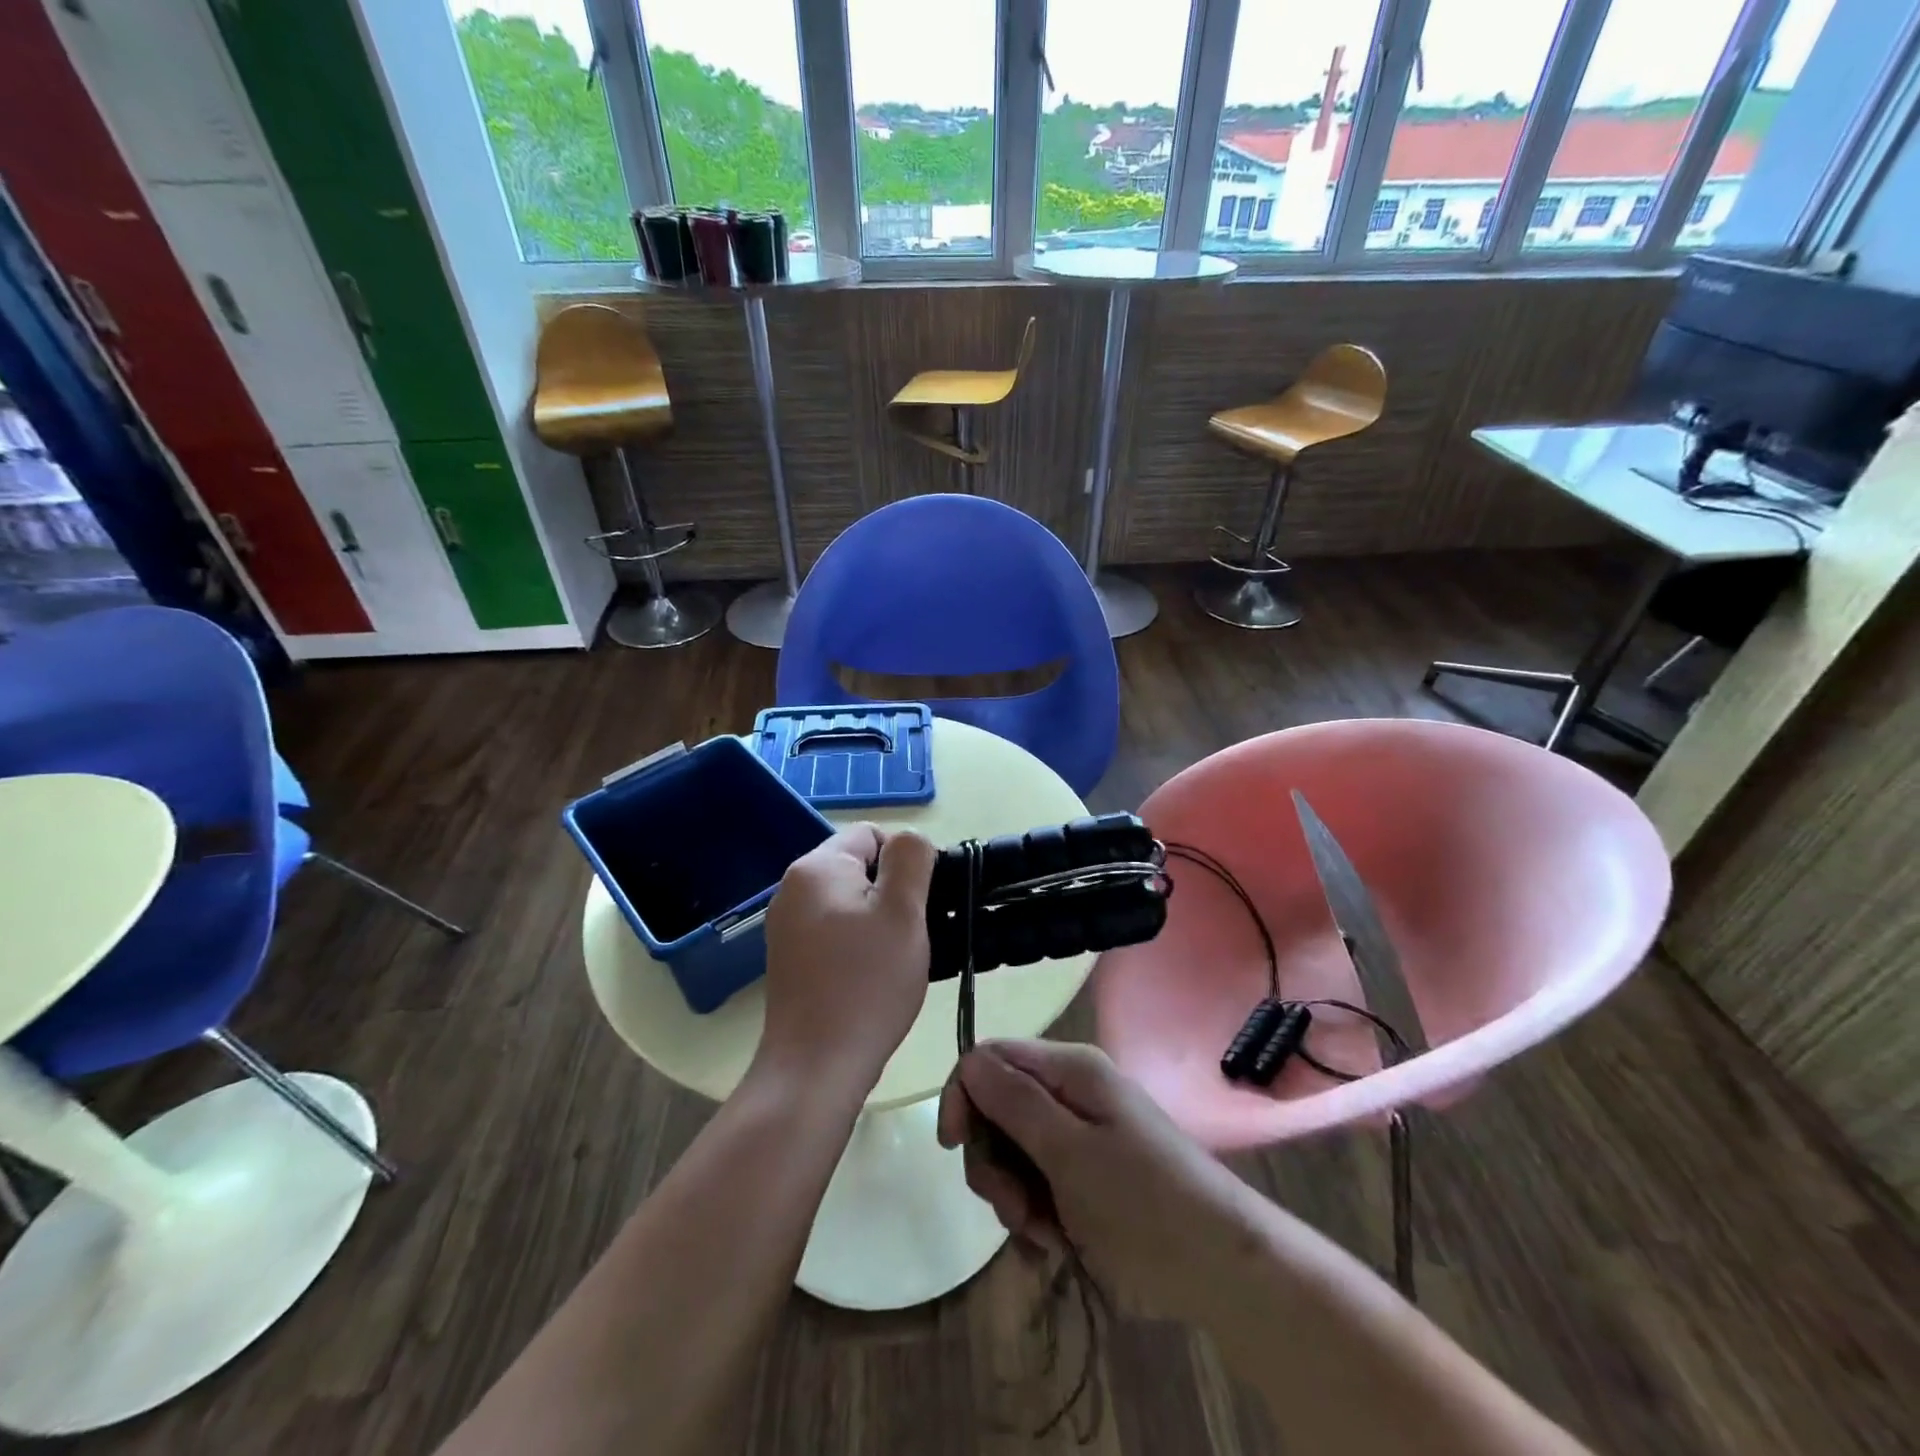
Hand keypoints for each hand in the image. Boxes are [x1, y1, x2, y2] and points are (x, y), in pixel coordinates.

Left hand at [757, 824, 937, 1102]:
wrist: (815, 1066)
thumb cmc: (866, 983)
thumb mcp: (903, 911)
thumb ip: (911, 859)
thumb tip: (909, 840)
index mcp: (817, 867)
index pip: (872, 834)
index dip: (905, 860)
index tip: (922, 901)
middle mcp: (792, 887)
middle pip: (859, 867)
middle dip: (892, 892)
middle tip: (913, 932)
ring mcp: (786, 925)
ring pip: (849, 901)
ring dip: (878, 920)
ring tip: (896, 957)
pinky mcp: (789, 957)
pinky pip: (834, 930)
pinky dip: (858, 942)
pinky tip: (872, 976)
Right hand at [937, 1040, 1247, 1320]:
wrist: (1219, 1268)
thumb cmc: (1143, 1203)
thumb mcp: (1070, 1152)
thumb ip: (1015, 1103)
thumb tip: (969, 1061)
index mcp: (1069, 1070)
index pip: (989, 1058)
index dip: (963, 1095)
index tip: (954, 1147)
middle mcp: (1069, 1093)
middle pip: (995, 1109)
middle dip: (992, 1160)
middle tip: (1014, 1207)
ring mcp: (1076, 1136)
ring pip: (1010, 1152)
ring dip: (1013, 1196)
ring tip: (1044, 1233)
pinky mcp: (1082, 1176)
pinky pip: (1034, 1183)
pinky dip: (1034, 1214)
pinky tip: (1056, 1243)